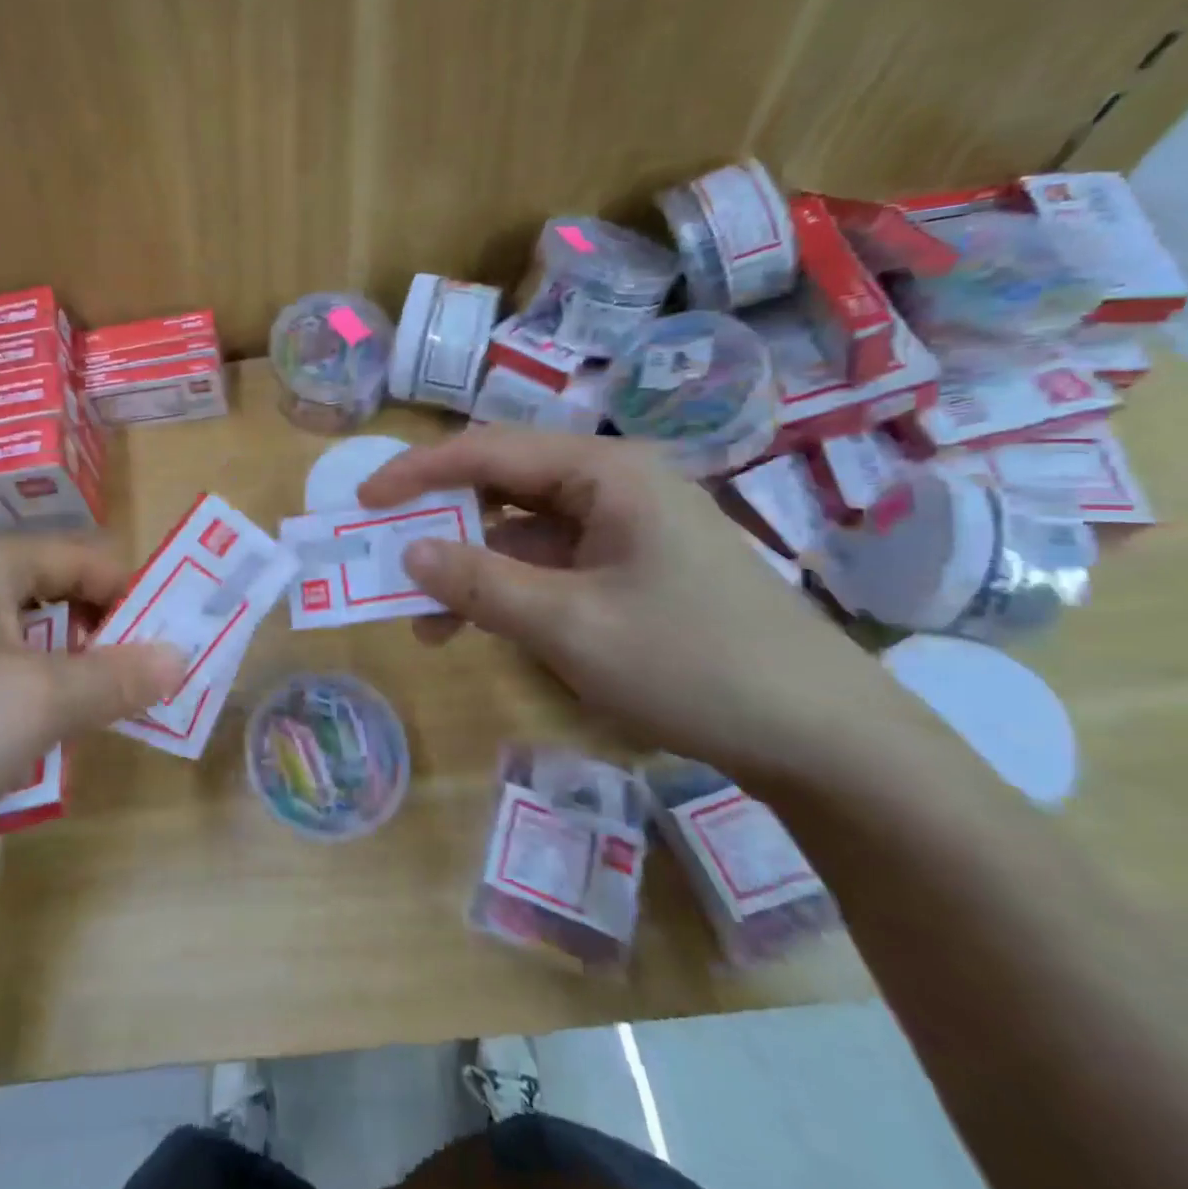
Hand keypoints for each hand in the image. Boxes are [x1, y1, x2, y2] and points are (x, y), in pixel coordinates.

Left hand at [0, 536, 184, 869]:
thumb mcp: (43, 704)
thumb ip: (119, 676)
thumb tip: (180, 657)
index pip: (89, 557)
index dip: (133, 599)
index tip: (158, 654)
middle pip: (55, 589)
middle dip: (95, 638)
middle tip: (117, 692)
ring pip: (20, 629)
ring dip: (58, 668)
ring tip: (69, 718)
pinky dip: (15, 685)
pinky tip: (10, 734)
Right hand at [358, 426, 912, 784]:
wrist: (824, 739)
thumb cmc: (693, 663)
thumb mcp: (569, 625)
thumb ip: (480, 584)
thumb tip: (408, 552)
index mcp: (605, 472)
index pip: (489, 449)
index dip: (418, 471)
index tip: (364, 499)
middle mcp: (614, 486)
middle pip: (504, 484)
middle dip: (442, 519)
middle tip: (386, 550)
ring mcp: (625, 530)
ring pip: (522, 532)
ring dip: (471, 567)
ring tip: (424, 616)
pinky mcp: (631, 570)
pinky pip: (550, 566)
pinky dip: (508, 591)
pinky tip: (480, 629)